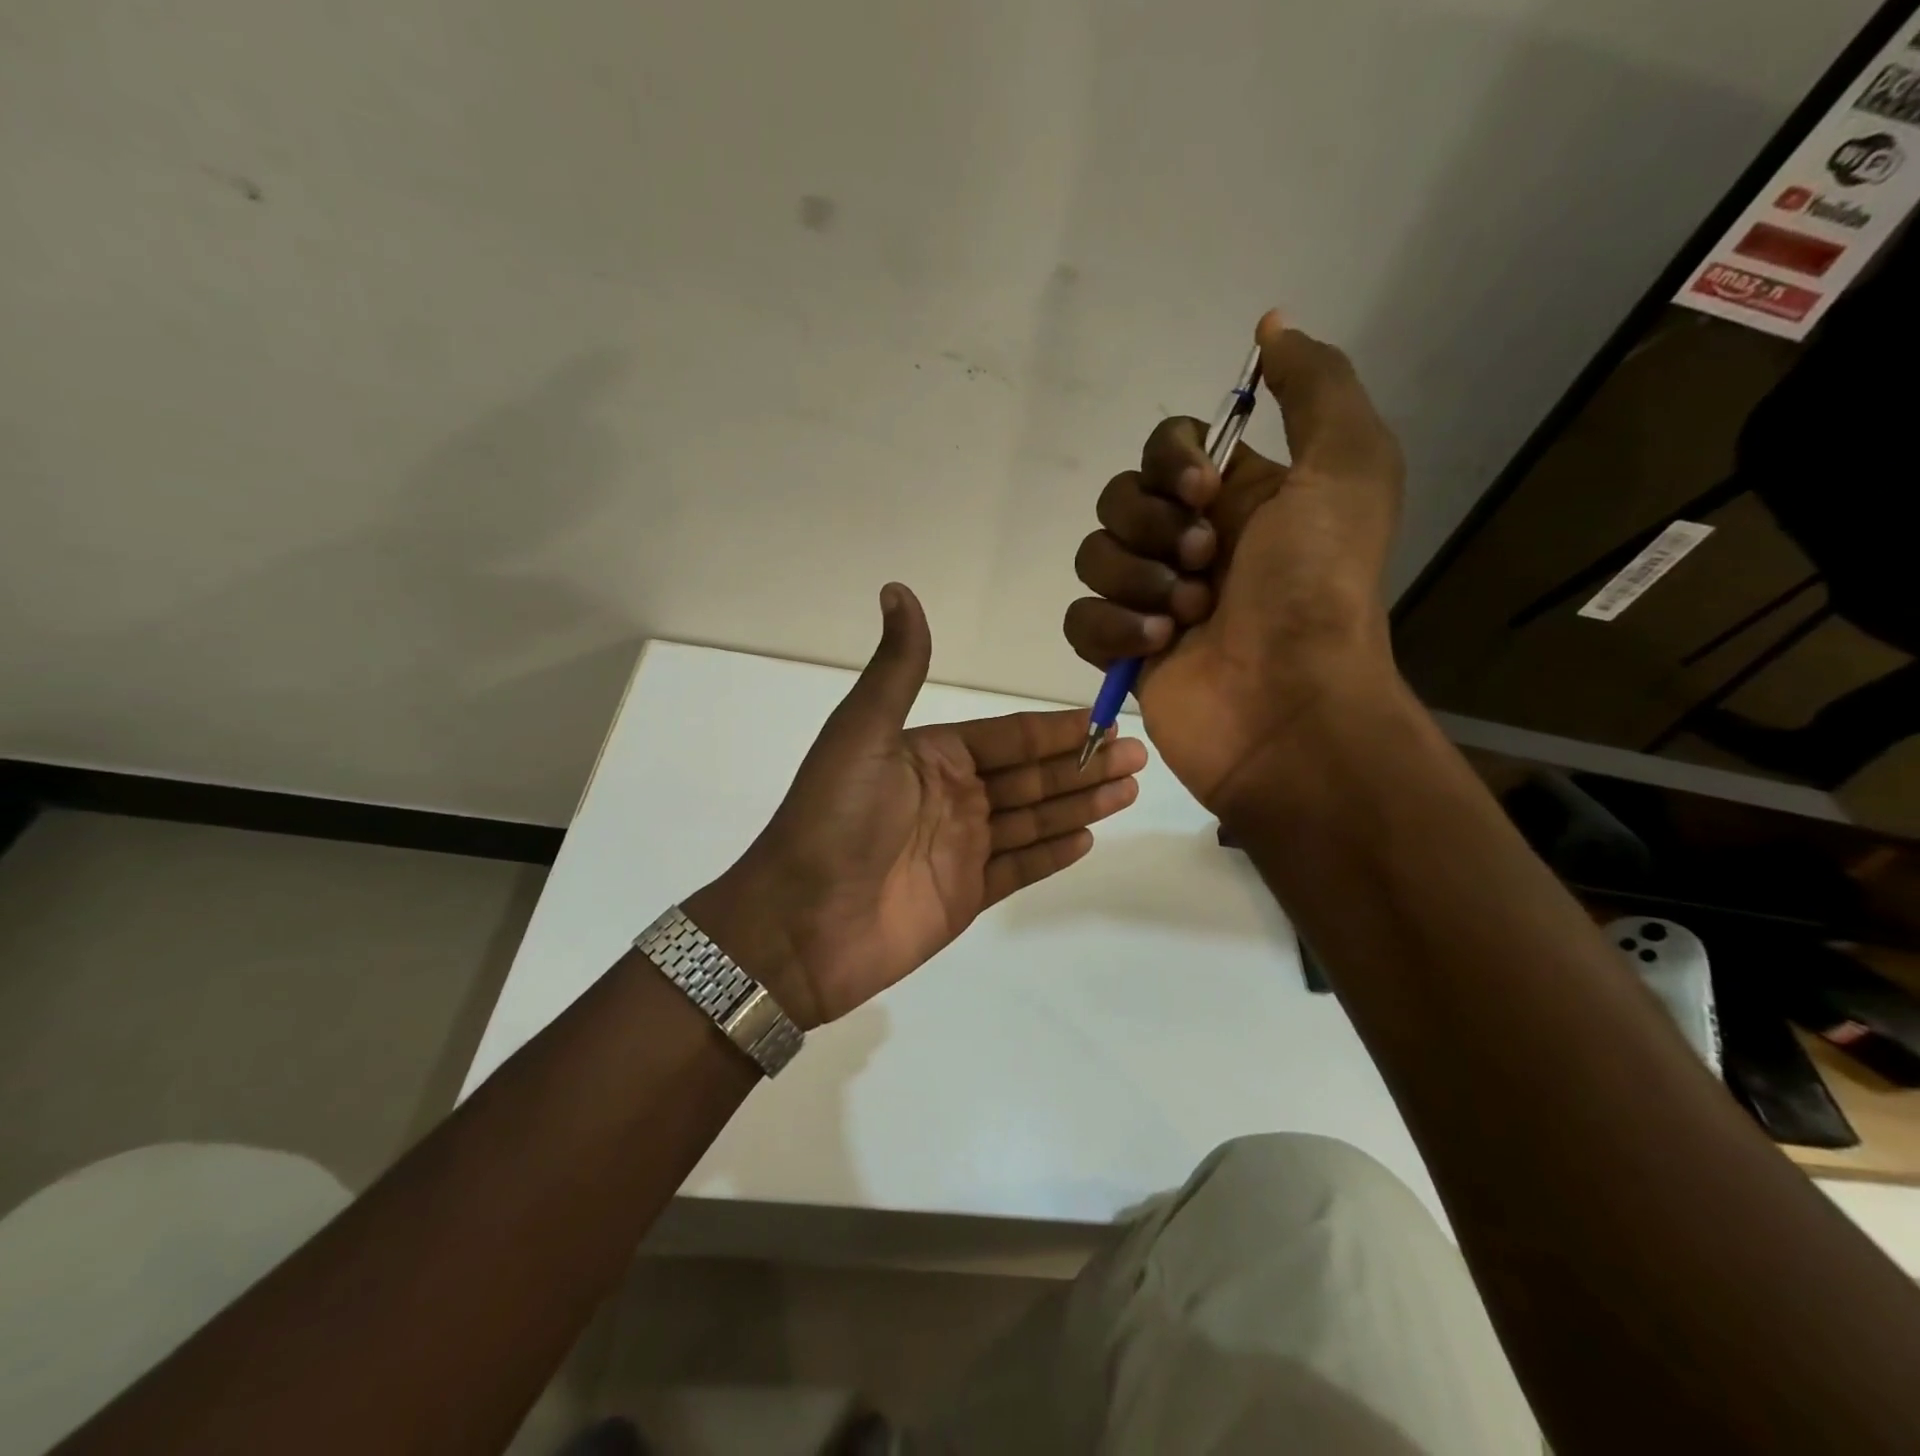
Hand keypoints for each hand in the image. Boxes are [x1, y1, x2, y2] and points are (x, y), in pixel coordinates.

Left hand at [686, 584, 1145, 1026]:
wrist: (799, 923)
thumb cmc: (834, 820)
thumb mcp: (862, 733)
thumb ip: (896, 668)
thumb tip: (897, 589)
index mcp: (931, 756)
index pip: (1008, 737)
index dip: (1057, 730)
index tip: (1105, 720)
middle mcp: (951, 797)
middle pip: (1030, 777)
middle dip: (1082, 765)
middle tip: (1138, 756)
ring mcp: (960, 849)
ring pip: (1033, 819)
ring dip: (1080, 803)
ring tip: (1129, 789)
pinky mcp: (965, 896)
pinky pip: (1020, 867)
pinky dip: (1053, 852)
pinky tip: (1089, 836)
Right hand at [1063, 310, 1405, 813]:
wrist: (1289, 707)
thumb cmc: (1318, 589)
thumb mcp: (1348, 467)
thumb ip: (1315, 387)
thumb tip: (1271, 328)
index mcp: (1239, 499)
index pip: (1166, 446)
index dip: (1170, 459)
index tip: (1201, 489)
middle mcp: (1191, 544)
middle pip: (1118, 498)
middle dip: (1152, 527)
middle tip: (1204, 563)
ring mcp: (1152, 600)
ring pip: (1093, 556)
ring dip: (1137, 581)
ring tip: (1187, 616)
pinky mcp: (1122, 651)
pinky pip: (1079, 618)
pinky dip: (1111, 628)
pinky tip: (1157, 647)